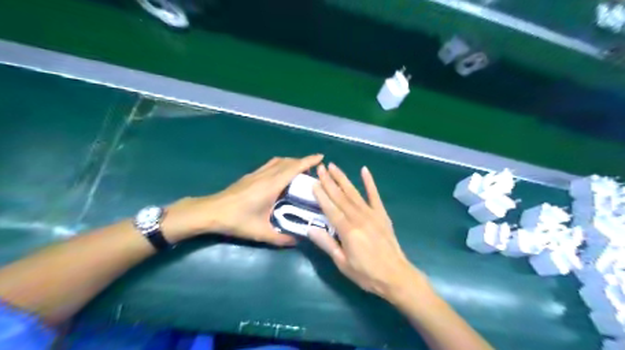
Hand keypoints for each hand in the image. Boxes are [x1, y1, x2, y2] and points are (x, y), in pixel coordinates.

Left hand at [161, 155, 321, 247]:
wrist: (210, 212)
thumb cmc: (236, 220)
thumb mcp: (260, 232)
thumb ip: (280, 238)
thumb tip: (297, 241)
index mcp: (271, 185)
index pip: (294, 168)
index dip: (308, 161)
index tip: (321, 157)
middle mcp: (265, 175)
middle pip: (288, 162)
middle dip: (303, 162)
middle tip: (313, 171)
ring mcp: (256, 174)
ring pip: (278, 161)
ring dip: (291, 162)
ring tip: (299, 172)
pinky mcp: (250, 176)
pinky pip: (270, 165)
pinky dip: (281, 165)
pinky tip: (281, 176)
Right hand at [308, 162, 427, 302]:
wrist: (396, 276)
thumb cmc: (367, 273)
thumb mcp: (343, 263)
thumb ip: (327, 244)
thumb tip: (310, 228)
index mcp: (347, 230)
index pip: (330, 208)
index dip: (321, 195)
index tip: (313, 182)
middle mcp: (358, 218)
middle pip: (340, 197)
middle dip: (329, 181)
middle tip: (320, 167)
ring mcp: (372, 214)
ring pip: (354, 193)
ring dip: (343, 178)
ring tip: (333, 166)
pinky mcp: (382, 215)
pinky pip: (375, 195)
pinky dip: (370, 182)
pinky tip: (364, 170)